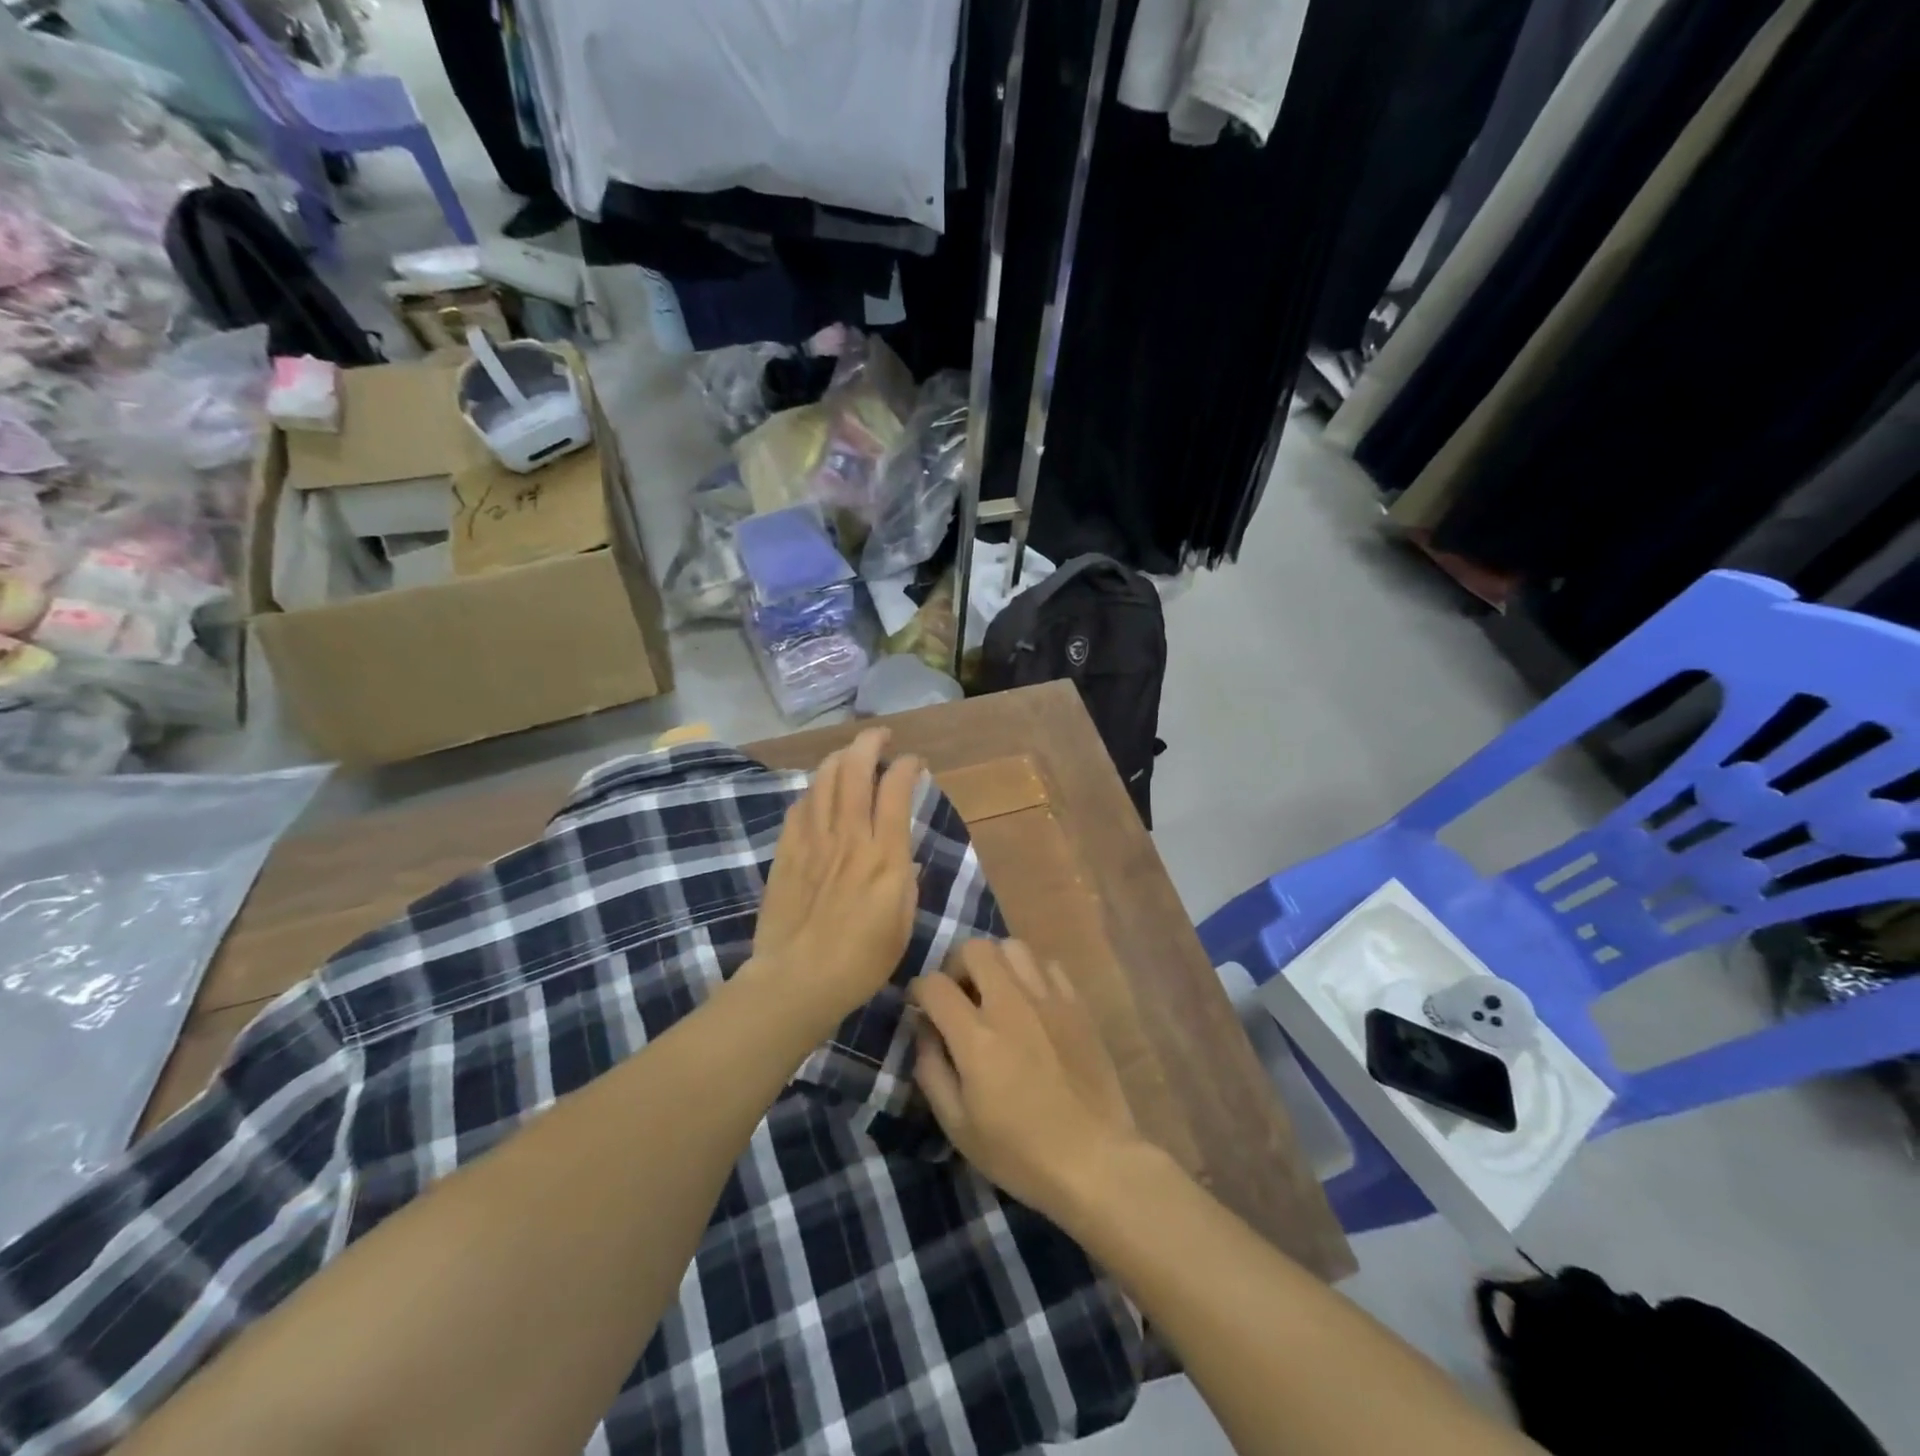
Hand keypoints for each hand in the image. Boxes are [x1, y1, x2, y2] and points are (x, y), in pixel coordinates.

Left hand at [749, 728, 923, 1039]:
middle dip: (869, 742)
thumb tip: (903, 856)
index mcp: (884, 855)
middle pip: (854, 770)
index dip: (906, 766)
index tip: (914, 762)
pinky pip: (799, 807)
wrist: (797, 980)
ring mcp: (813, 841)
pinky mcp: (786, 852)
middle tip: (880, 737)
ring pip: (823, 780)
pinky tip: (819, 793)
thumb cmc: (861, 961)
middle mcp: (848, 837)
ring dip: (839, 758)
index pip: (895, 790)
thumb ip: (905, 881)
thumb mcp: (902, 924)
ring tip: (850, 755)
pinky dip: (813, 790)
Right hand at [910, 939, 1141, 1216]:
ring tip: (995, 993)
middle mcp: (1011, 1006)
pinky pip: (1048, 965)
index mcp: (977, 1038)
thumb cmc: (1019, 1153)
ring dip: (995, 963)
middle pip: (975, 948)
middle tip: (959, 995)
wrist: (1094, 1160)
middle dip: (956, 965)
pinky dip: (1031, 974)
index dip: (918, 990)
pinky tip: (1031, 1003)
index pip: (935, 984)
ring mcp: (1048, 1000)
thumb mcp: (957, 1125)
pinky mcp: (1077, 1004)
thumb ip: (931, 1069)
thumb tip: (923, 1028)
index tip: (920, 1005)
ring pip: (1013, 947)